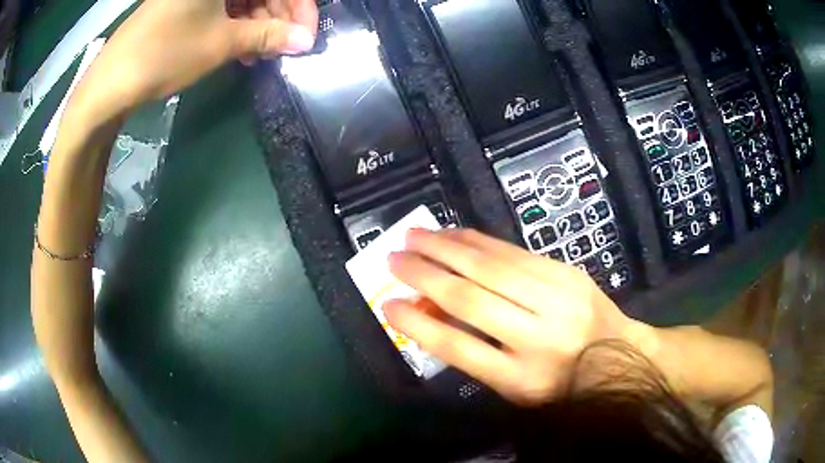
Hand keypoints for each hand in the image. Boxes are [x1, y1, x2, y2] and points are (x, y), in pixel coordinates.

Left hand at [69, 0, 317, 119]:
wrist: (111, 81)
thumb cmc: (165, 54)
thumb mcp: (220, 43)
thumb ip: (267, 36)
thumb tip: (305, 41)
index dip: (299, 8)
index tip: (306, 37)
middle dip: (279, 16)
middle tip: (284, 47)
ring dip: (258, 23)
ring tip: (260, 53)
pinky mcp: (186, 3)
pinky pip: (223, 6)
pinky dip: (236, 24)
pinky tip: (241, 47)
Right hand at [385, 229, 634, 405]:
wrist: (619, 353)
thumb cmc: (561, 382)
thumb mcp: (515, 387)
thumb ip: (473, 354)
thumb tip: (429, 315)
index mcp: (522, 378)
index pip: (459, 348)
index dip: (418, 325)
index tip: (389, 305)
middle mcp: (538, 337)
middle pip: (470, 298)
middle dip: (424, 275)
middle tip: (393, 258)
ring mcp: (556, 298)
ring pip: (489, 266)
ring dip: (445, 247)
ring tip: (413, 236)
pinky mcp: (565, 272)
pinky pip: (512, 251)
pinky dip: (476, 240)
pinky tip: (453, 234)